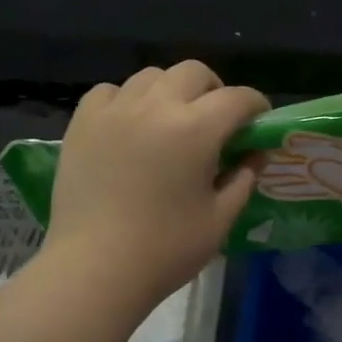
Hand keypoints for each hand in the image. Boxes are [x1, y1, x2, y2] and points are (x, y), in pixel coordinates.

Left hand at [46, 62, 269, 304]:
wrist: (95, 268)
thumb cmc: (166, 249)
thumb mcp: (220, 218)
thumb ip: (243, 179)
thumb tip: (256, 154)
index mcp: (196, 129)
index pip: (237, 98)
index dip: (256, 106)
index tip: (259, 122)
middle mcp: (156, 106)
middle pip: (194, 73)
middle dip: (214, 90)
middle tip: (216, 122)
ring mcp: (115, 110)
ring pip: (152, 76)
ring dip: (171, 91)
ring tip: (171, 121)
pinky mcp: (82, 123)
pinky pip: (110, 91)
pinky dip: (127, 100)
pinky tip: (130, 125)